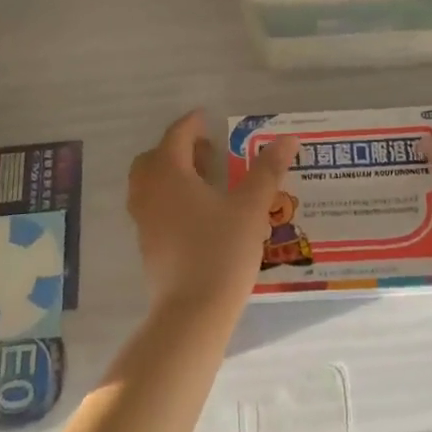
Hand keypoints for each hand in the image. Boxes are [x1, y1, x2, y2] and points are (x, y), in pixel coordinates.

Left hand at [127, 111, 301, 316]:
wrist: (192, 313)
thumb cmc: (221, 251)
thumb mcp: (251, 207)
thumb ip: (267, 170)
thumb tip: (288, 139)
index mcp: (170, 173)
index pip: (176, 135)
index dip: (192, 124)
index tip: (207, 118)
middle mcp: (149, 191)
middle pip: (155, 157)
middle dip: (179, 149)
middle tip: (208, 152)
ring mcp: (144, 220)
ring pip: (150, 183)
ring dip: (172, 173)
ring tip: (205, 182)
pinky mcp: (147, 245)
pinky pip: (152, 207)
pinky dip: (169, 197)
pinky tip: (198, 213)